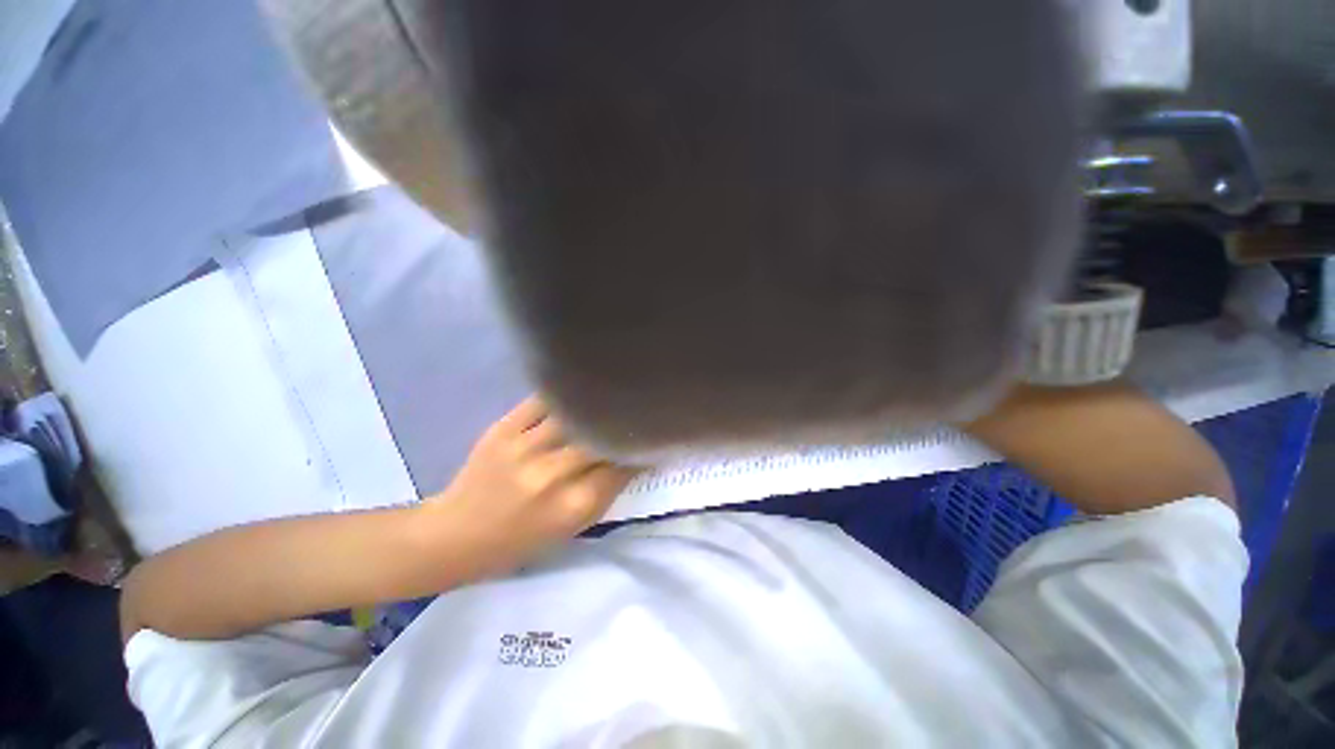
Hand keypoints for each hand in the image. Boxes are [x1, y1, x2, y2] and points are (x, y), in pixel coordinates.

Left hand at [426, 397, 637, 577]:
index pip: (621, 468)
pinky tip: (576, 388)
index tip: (652, 438)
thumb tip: (632, 458)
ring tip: (611, 394)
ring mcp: (524, 448)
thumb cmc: (520, 540)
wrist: (456, 535)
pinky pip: (542, 400)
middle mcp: (551, 475)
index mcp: (571, 507)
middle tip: (637, 413)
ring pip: (575, 413)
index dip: (641, 451)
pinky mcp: (503, 429)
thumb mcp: (570, 528)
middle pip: (601, 437)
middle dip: (623, 425)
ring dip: (596, 404)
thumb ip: (604, 491)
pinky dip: (563, 393)